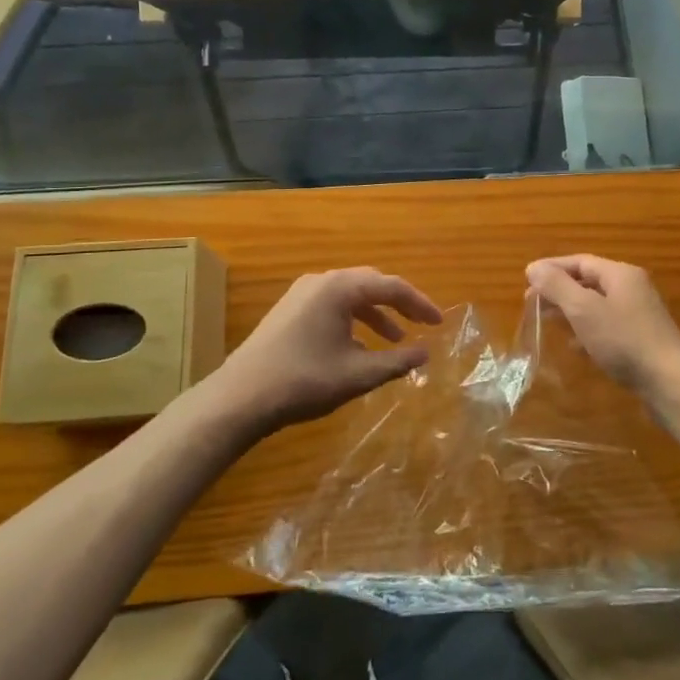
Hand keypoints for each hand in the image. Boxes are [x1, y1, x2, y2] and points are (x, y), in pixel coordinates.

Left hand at [213, 267, 443, 431]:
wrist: (240, 398)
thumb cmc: (304, 381)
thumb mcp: (358, 374)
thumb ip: (397, 361)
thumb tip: (426, 352)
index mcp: (340, 288)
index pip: (392, 287)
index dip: (420, 304)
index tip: (439, 322)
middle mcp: (321, 281)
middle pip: (371, 284)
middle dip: (399, 304)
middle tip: (422, 324)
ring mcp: (301, 294)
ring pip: (350, 296)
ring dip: (375, 315)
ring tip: (395, 340)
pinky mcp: (289, 310)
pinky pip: (332, 306)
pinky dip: (353, 321)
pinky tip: (359, 348)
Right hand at [524, 255, 679, 397]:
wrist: (669, 381)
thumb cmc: (624, 340)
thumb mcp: (584, 310)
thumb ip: (557, 286)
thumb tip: (533, 267)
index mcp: (621, 274)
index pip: (580, 261)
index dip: (552, 268)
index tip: (526, 278)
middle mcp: (632, 288)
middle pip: (589, 282)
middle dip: (559, 290)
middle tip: (531, 302)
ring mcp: (639, 314)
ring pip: (597, 305)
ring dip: (570, 311)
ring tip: (546, 321)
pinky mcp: (640, 339)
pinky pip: (607, 326)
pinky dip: (587, 330)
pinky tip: (574, 346)